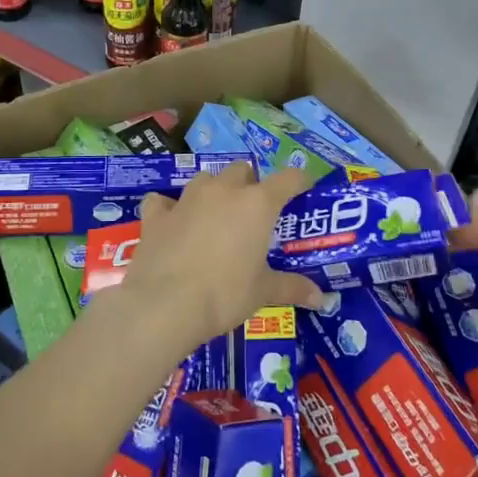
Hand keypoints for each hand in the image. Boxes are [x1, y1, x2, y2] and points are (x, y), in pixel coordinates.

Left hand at [114, 162, 326, 358]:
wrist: (164, 305)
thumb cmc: (224, 295)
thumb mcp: (263, 293)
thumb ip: (292, 288)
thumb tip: (321, 297)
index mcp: (257, 204)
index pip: (288, 179)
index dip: (299, 181)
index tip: (304, 190)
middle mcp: (223, 191)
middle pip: (242, 170)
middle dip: (250, 184)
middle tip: (253, 212)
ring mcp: (186, 199)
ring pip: (205, 179)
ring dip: (213, 191)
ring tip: (215, 215)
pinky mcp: (157, 216)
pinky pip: (162, 202)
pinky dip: (168, 209)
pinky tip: (171, 223)